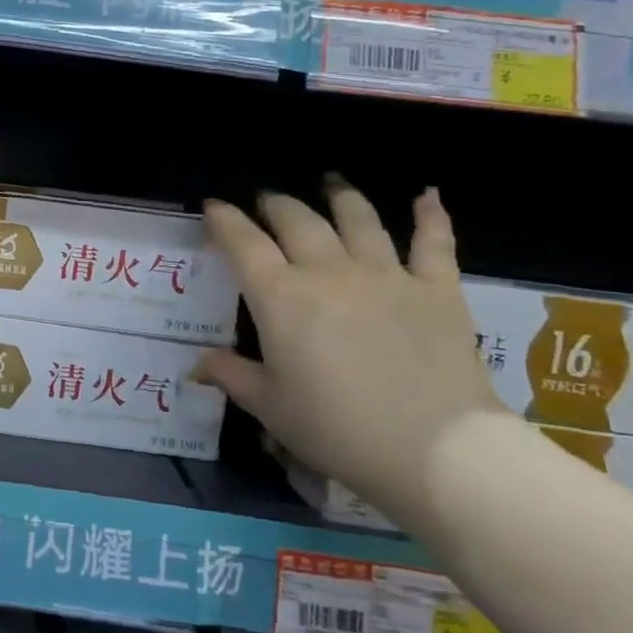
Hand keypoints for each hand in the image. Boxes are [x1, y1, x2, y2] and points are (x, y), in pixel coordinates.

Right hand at [193, 179, 505, 537]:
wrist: (434, 449)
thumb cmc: (337, 429)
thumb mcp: (270, 407)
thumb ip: (231, 376)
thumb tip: (196, 366)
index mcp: (282, 298)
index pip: (243, 244)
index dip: (224, 220)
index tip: (213, 206)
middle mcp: (329, 272)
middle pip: (297, 221)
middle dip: (275, 205)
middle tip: (266, 200)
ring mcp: (386, 275)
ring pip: (358, 219)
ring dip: (340, 197)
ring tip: (330, 184)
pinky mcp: (436, 288)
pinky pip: (433, 242)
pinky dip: (430, 215)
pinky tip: (427, 195)